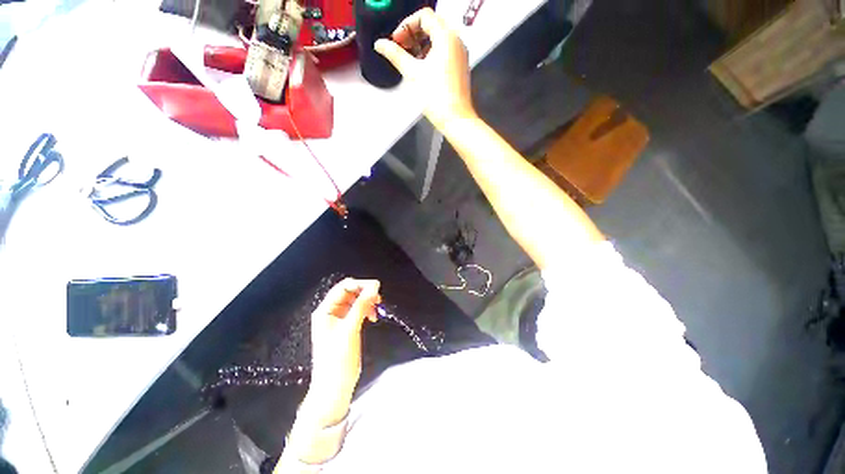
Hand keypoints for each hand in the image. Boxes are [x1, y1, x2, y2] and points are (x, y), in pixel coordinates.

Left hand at [304, 278, 380, 426]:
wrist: (334, 387)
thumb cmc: (338, 359)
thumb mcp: (350, 329)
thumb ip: (362, 305)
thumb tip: (374, 286)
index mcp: (325, 310)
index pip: (343, 287)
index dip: (360, 285)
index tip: (377, 287)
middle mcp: (330, 312)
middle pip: (349, 293)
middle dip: (364, 293)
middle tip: (379, 299)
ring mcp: (338, 320)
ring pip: (355, 302)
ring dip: (367, 302)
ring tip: (377, 309)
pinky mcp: (346, 327)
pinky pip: (357, 311)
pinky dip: (366, 311)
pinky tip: (373, 317)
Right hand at [375, 7, 476, 130]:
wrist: (455, 119)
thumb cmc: (437, 97)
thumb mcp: (413, 73)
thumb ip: (395, 55)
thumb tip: (380, 44)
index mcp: (447, 37)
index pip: (424, 16)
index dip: (406, 25)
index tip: (397, 41)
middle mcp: (457, 41)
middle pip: (432, 24)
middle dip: (413, 34)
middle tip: (401, 48)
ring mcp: (460, 54)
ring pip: (439, 38)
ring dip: (422, 43)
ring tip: (410, 59)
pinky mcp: (460, 66)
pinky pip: (445, 50)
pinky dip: (432, 52)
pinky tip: (422, 67)